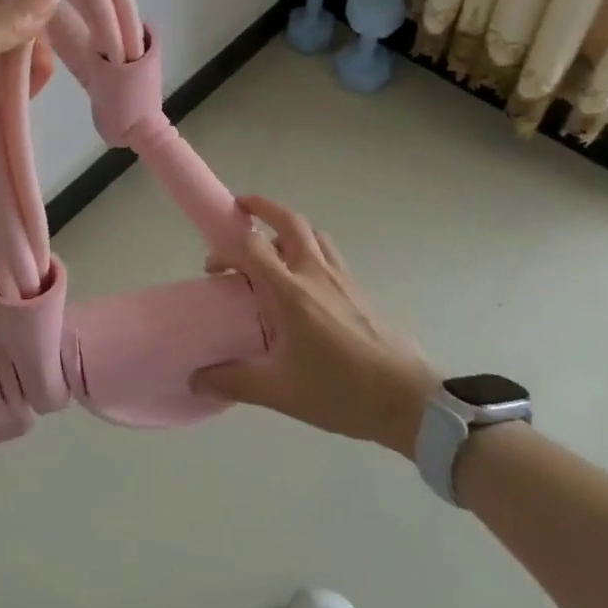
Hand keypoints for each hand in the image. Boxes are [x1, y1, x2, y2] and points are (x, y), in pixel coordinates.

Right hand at [192, 196, 439, 458]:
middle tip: (241, 209)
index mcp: (291, 292)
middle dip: (262, 207)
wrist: (410, 400)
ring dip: (288, 228)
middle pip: (288, 221)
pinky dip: (310, 248)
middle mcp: (315, 273)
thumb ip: (234, 380)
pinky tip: (305, 280)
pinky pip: (329, 252)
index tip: (213, 268)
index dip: (226, 249)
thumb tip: (197, 379)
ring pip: (312, 233)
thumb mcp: (280, 392)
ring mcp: (341, 277)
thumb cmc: (341, 391)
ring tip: (272, 248)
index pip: (251, 248)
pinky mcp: (359, 288)